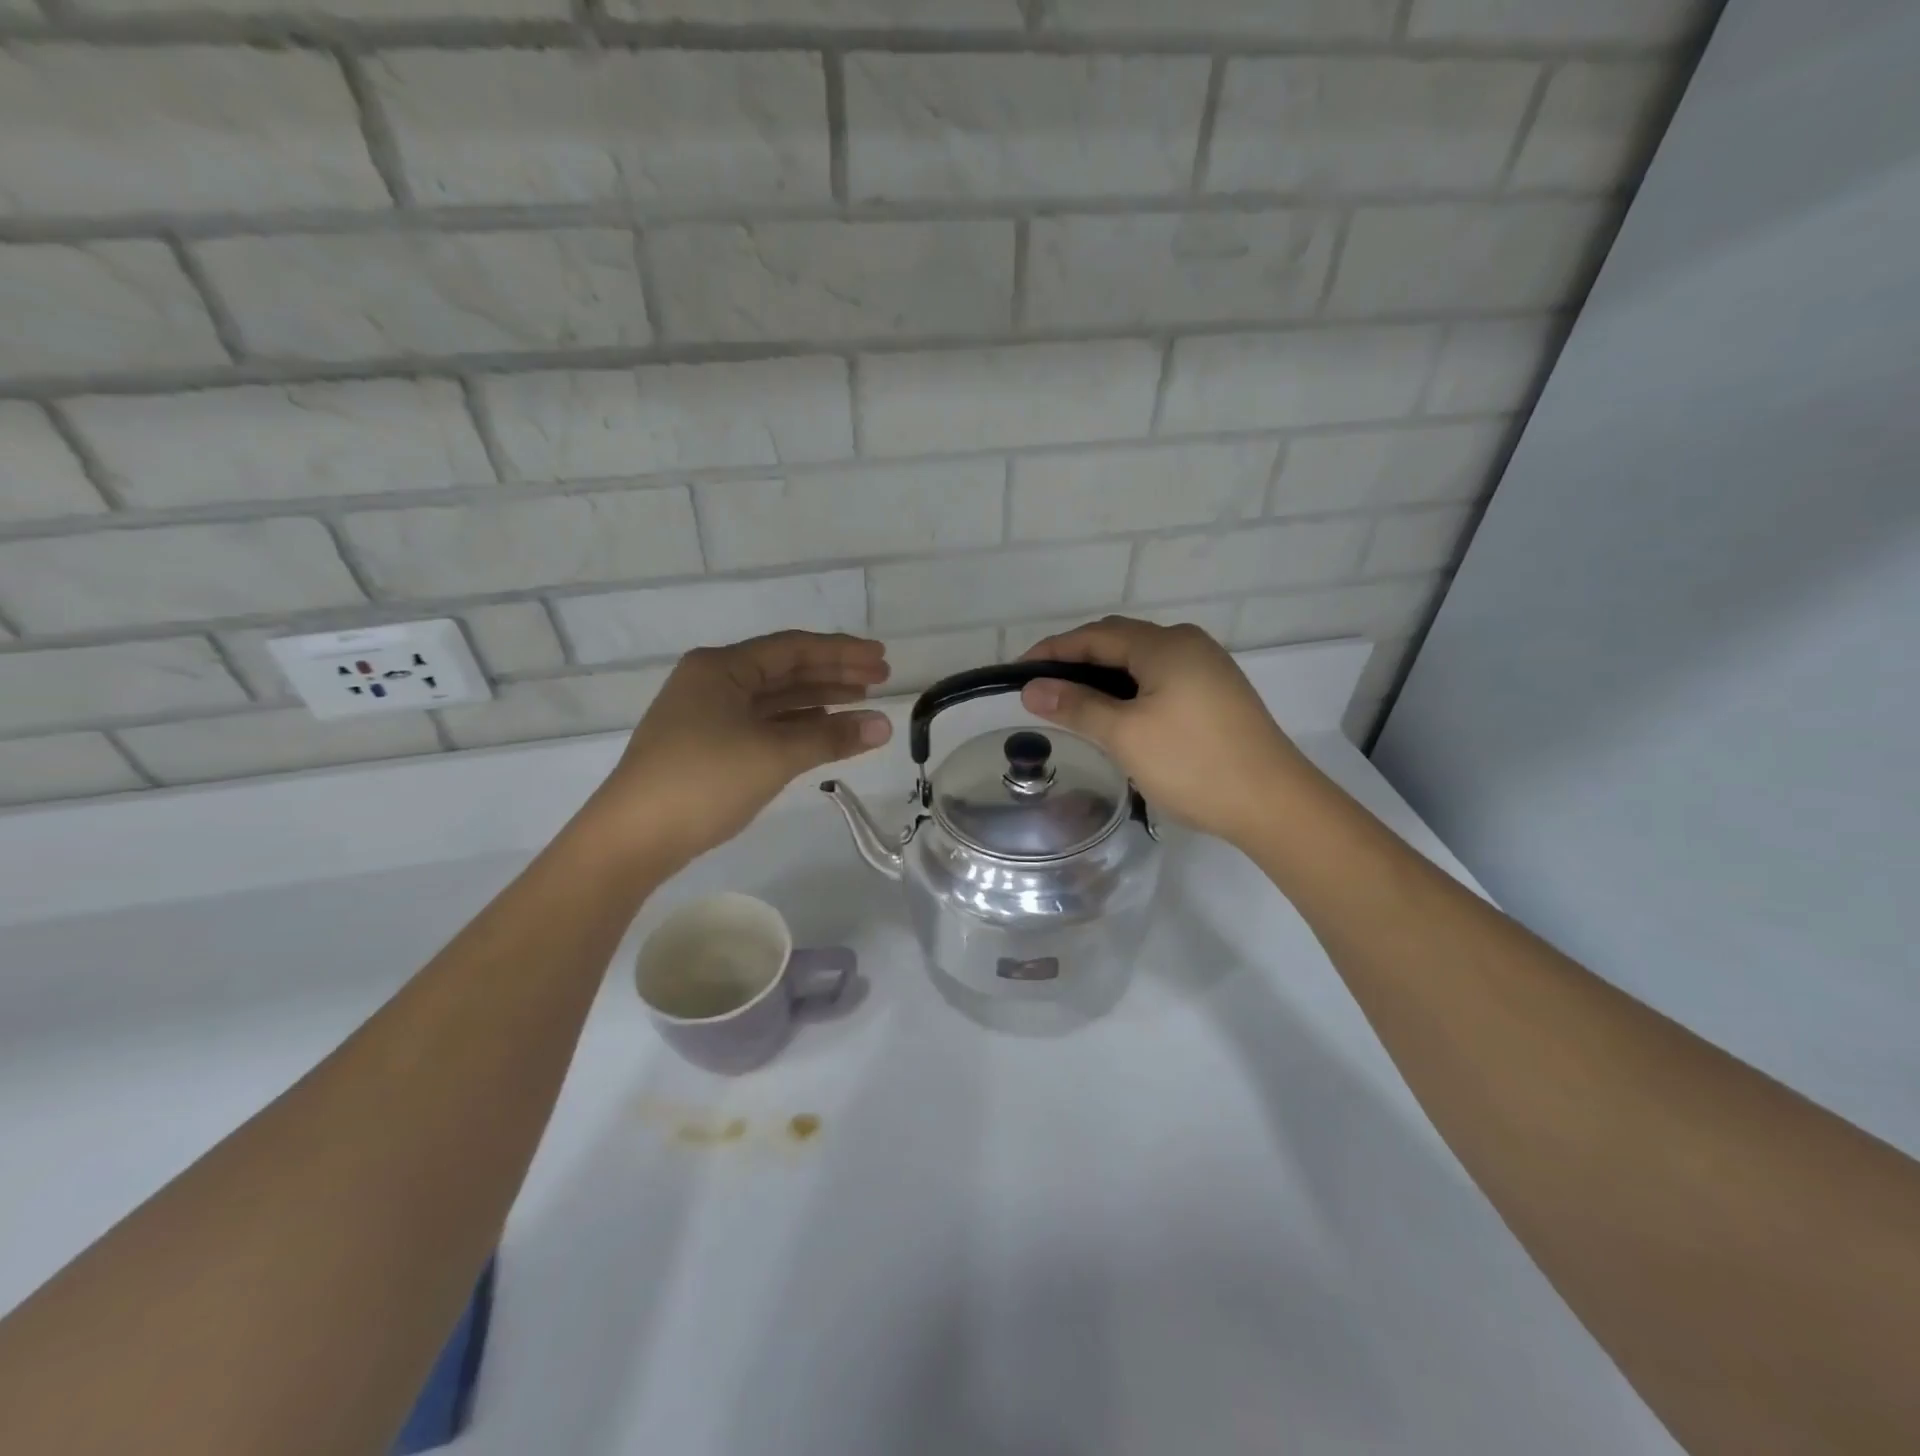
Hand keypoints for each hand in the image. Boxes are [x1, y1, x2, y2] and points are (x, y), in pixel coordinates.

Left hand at [590, 632, 892, 865]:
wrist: (632, 838)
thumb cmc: (704, 782)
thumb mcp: (774, 755)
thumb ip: (831, 736)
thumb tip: (884, 725)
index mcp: (722, 668)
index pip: (794, 648)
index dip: (842, 652)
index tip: (882, 659)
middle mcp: (713, 681)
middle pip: (784, 670)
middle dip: (833, 673)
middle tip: (881, 680)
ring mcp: (706, 715)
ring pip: (774, 699)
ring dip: (817, 700)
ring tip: (860, 704)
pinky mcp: (706, 746)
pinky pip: (761, 724)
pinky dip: (795, 726)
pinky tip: (821, 730)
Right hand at [1019, 616, 1318, 847]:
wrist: (1274, 804)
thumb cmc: (1193, 764)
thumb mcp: (1126, 735)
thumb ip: (1076, 706)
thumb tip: (1031, 689)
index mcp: (1166, 645)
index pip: (1095, 635)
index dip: (1052, 650)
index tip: (1017, 672)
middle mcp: (1188, 645)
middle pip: (1119, 642)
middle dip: (1076, 661)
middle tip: (1041, 689)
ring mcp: (1208, 669)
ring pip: (1140, 662)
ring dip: (1103, 677)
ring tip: (1070, 703)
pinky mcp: (1217, 694)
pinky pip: (1160, 679)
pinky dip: (1129, 690)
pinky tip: (1116, 715)